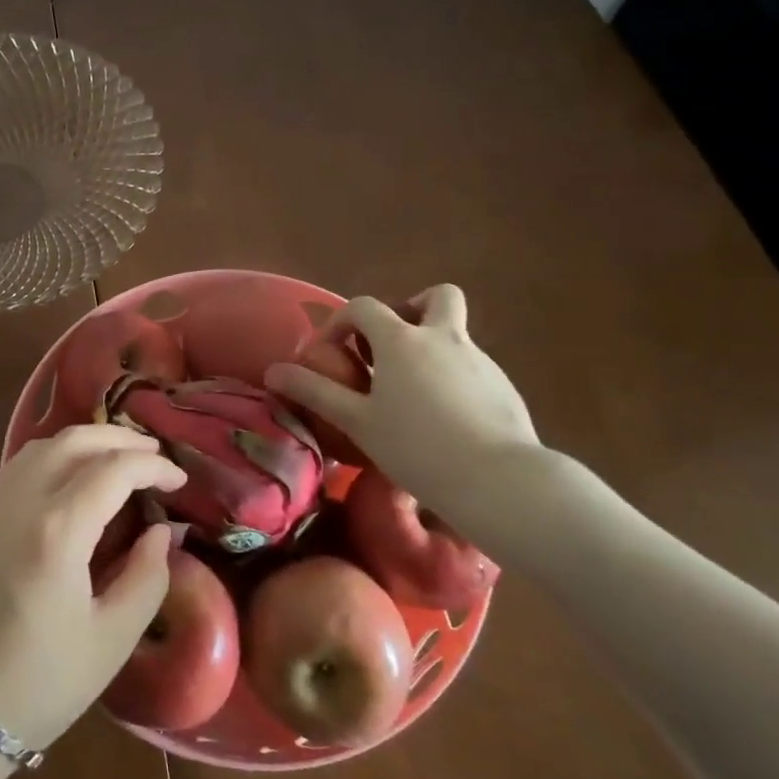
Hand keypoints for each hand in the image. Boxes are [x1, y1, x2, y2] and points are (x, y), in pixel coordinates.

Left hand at [0, 424, 185, 751]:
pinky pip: (20, 467)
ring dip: (85, 440)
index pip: (113, 470)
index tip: (180, 481)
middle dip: (120, 439)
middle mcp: (20, 503)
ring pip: (42, 446)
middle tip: (155, 456)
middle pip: (74, 441)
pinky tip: (74, 479)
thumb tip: (161, 531)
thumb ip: (147, 577)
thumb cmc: (38, 685)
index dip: (153, 467)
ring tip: (118, 458)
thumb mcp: (111, 641)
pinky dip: (55, 456)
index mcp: (57, 532)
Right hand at [266, 285, 538, 523]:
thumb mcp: (357, 421)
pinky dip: (453, 379)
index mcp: (402, 340)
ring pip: (454, 334)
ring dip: (431, 348)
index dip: (341, 322)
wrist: (498, 481)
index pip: (365, 306)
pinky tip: (445, 421)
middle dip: (410, 309)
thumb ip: (315, 392)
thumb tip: (273, 372)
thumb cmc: (417, 447)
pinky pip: (472, 367)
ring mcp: (480, 360)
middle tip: (391, 347)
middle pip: (434, 297)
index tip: (330, 353)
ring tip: (412, 396)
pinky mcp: (504, 386)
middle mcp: (444, 338)